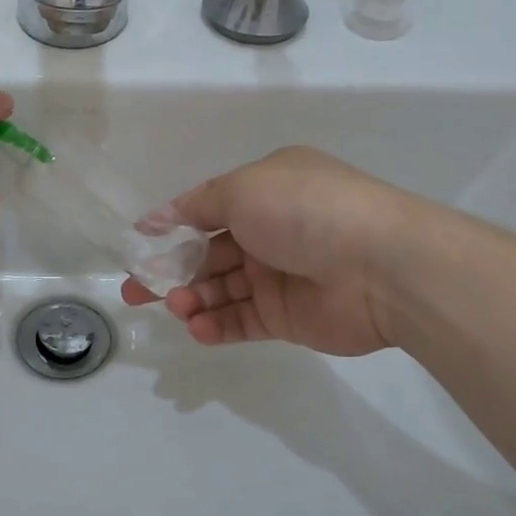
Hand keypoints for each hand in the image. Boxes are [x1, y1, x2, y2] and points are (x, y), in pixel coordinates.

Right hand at [121, 147, 411, 354]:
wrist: (379, 266)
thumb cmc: (304, 210)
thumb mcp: (243, 188)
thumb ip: (195, 206)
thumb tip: (154, 220)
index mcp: (265, 192)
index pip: (207, 210)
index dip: (171, 227)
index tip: (139, 246)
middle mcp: (271, 232)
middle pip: (207, 254)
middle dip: (170, 271)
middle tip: (135, 290)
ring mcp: (279, 276)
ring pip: (221, 290)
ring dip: (191, 298)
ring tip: (174, 307)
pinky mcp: (286, 318)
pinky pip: (240, 321)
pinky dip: (214, 325)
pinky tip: (196, 327)